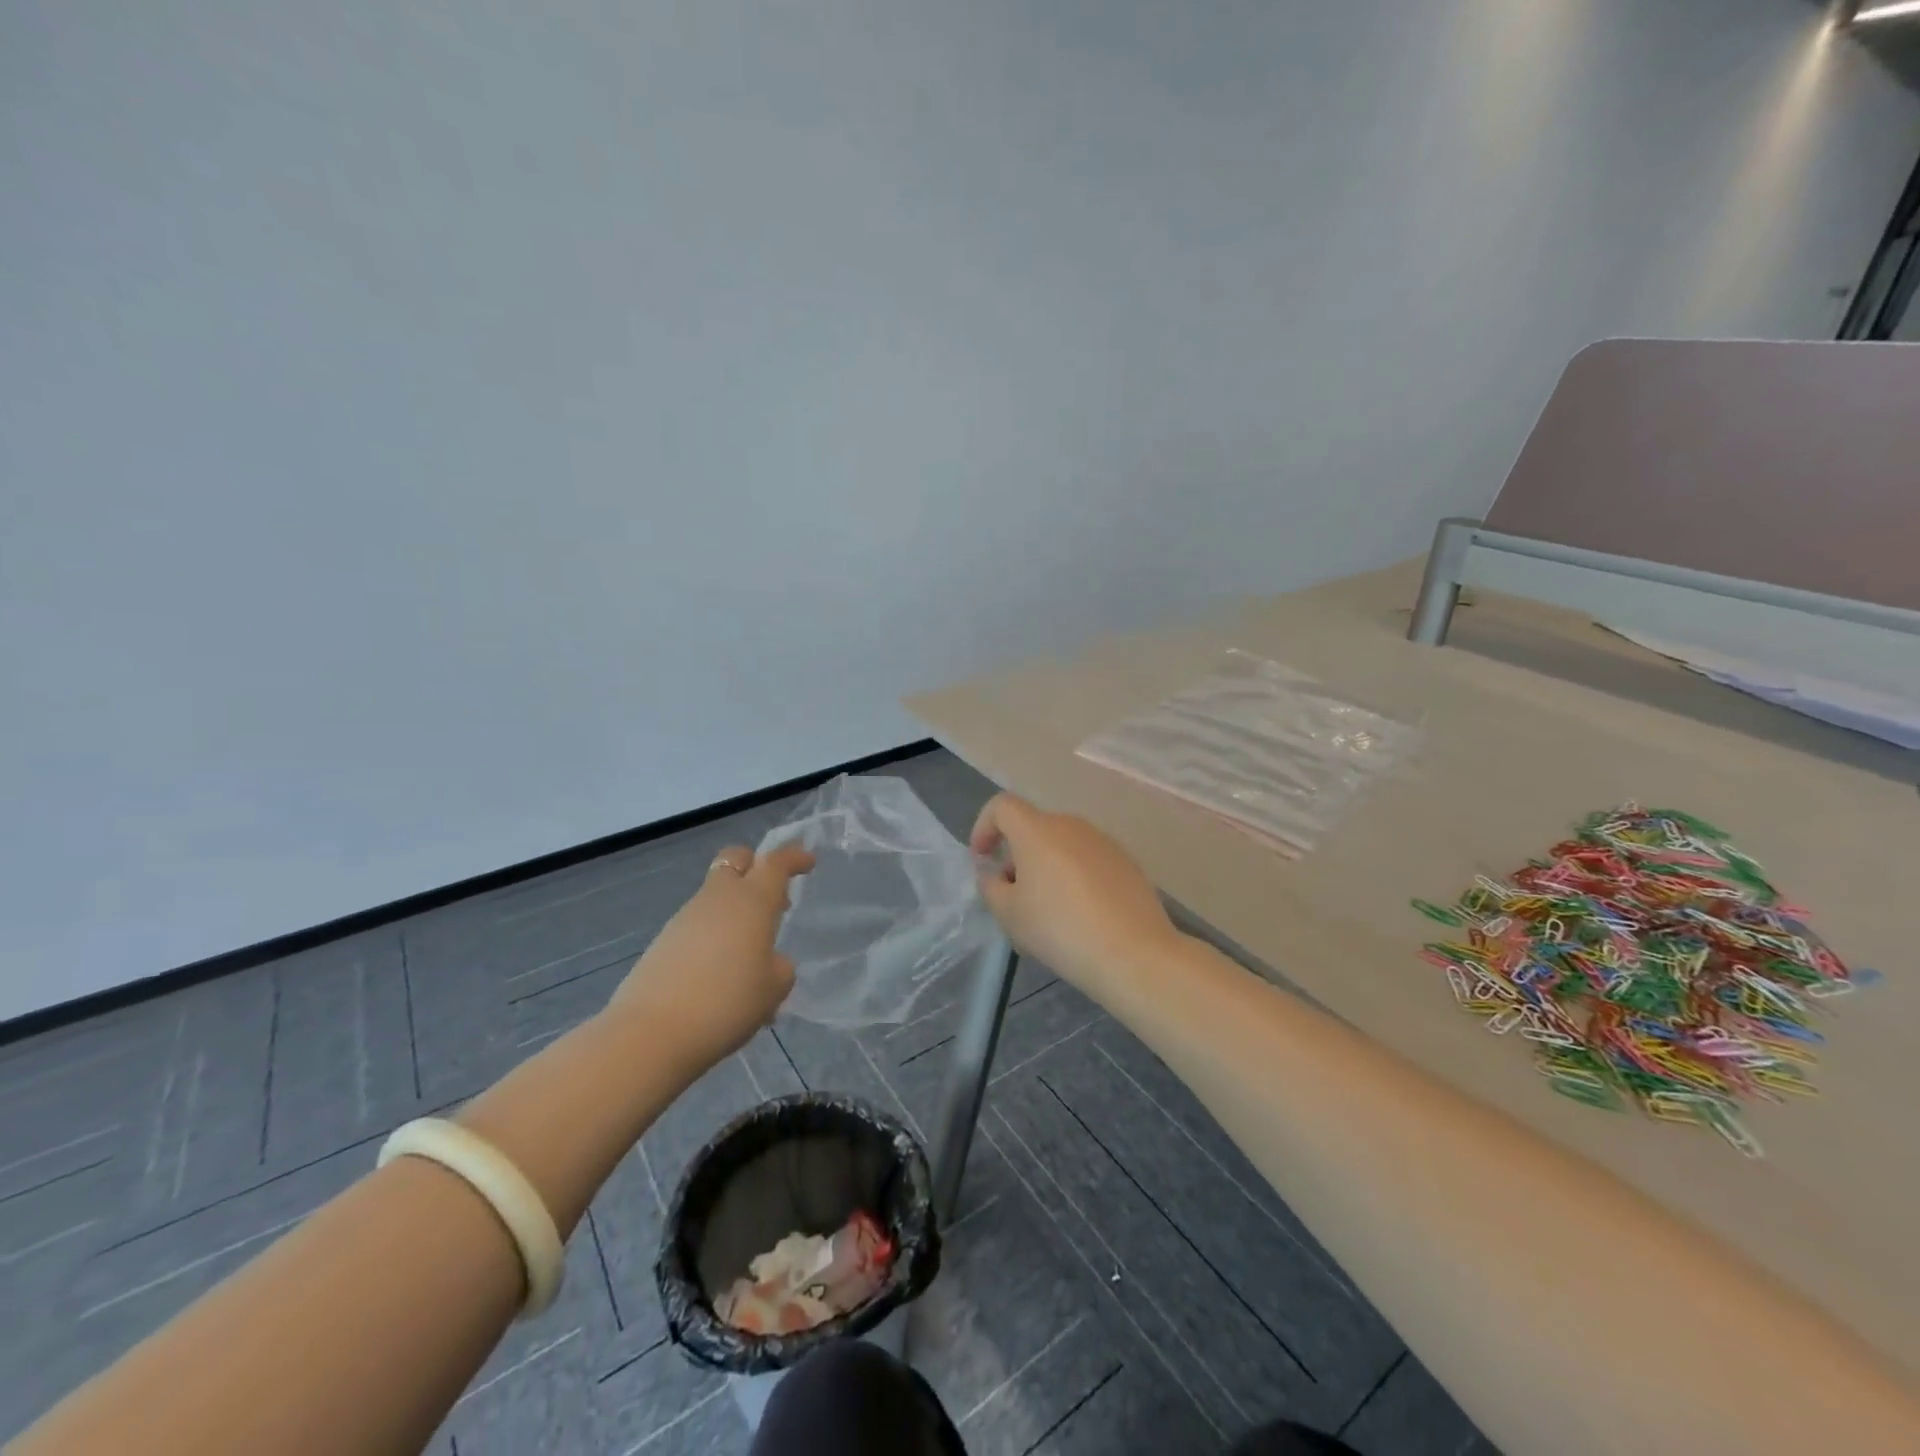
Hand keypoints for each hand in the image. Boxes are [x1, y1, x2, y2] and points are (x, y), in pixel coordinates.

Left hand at [610, 843, 814, 1068]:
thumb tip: (768, 961)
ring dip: (735, 911)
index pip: (775, 863)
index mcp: (751, 901)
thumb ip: (779, 967)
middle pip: (735, 860)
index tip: (808, 862)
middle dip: (755, 866)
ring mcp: (685, 918)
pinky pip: (698, 926)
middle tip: (772, 898)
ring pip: (715, 896)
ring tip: (749, 957)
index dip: (794, 857)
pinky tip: (720, 977)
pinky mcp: (663, 942)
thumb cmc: (727, 1002)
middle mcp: (717, 899)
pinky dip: (715, 937)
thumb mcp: (773, 989)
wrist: (651, 1034)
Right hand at [969, 793, 1185, 993]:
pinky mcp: (1127, 862)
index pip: (1002, 806)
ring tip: (1046, 912)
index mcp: (1037, 830)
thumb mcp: (1009, 914)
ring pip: (1062, 845)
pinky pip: (1087, 860)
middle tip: (1012, 896)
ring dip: (1046, 867)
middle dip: (1016, 855)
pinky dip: (1074, 877)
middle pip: (1033, 828)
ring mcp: (1103, 842)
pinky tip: (1080, 915)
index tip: (982, 859)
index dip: (984, 826)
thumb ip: (991, 887)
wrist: (1133, 952)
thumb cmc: (1059, 929)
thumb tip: (993, 875)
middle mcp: (1071, 825)